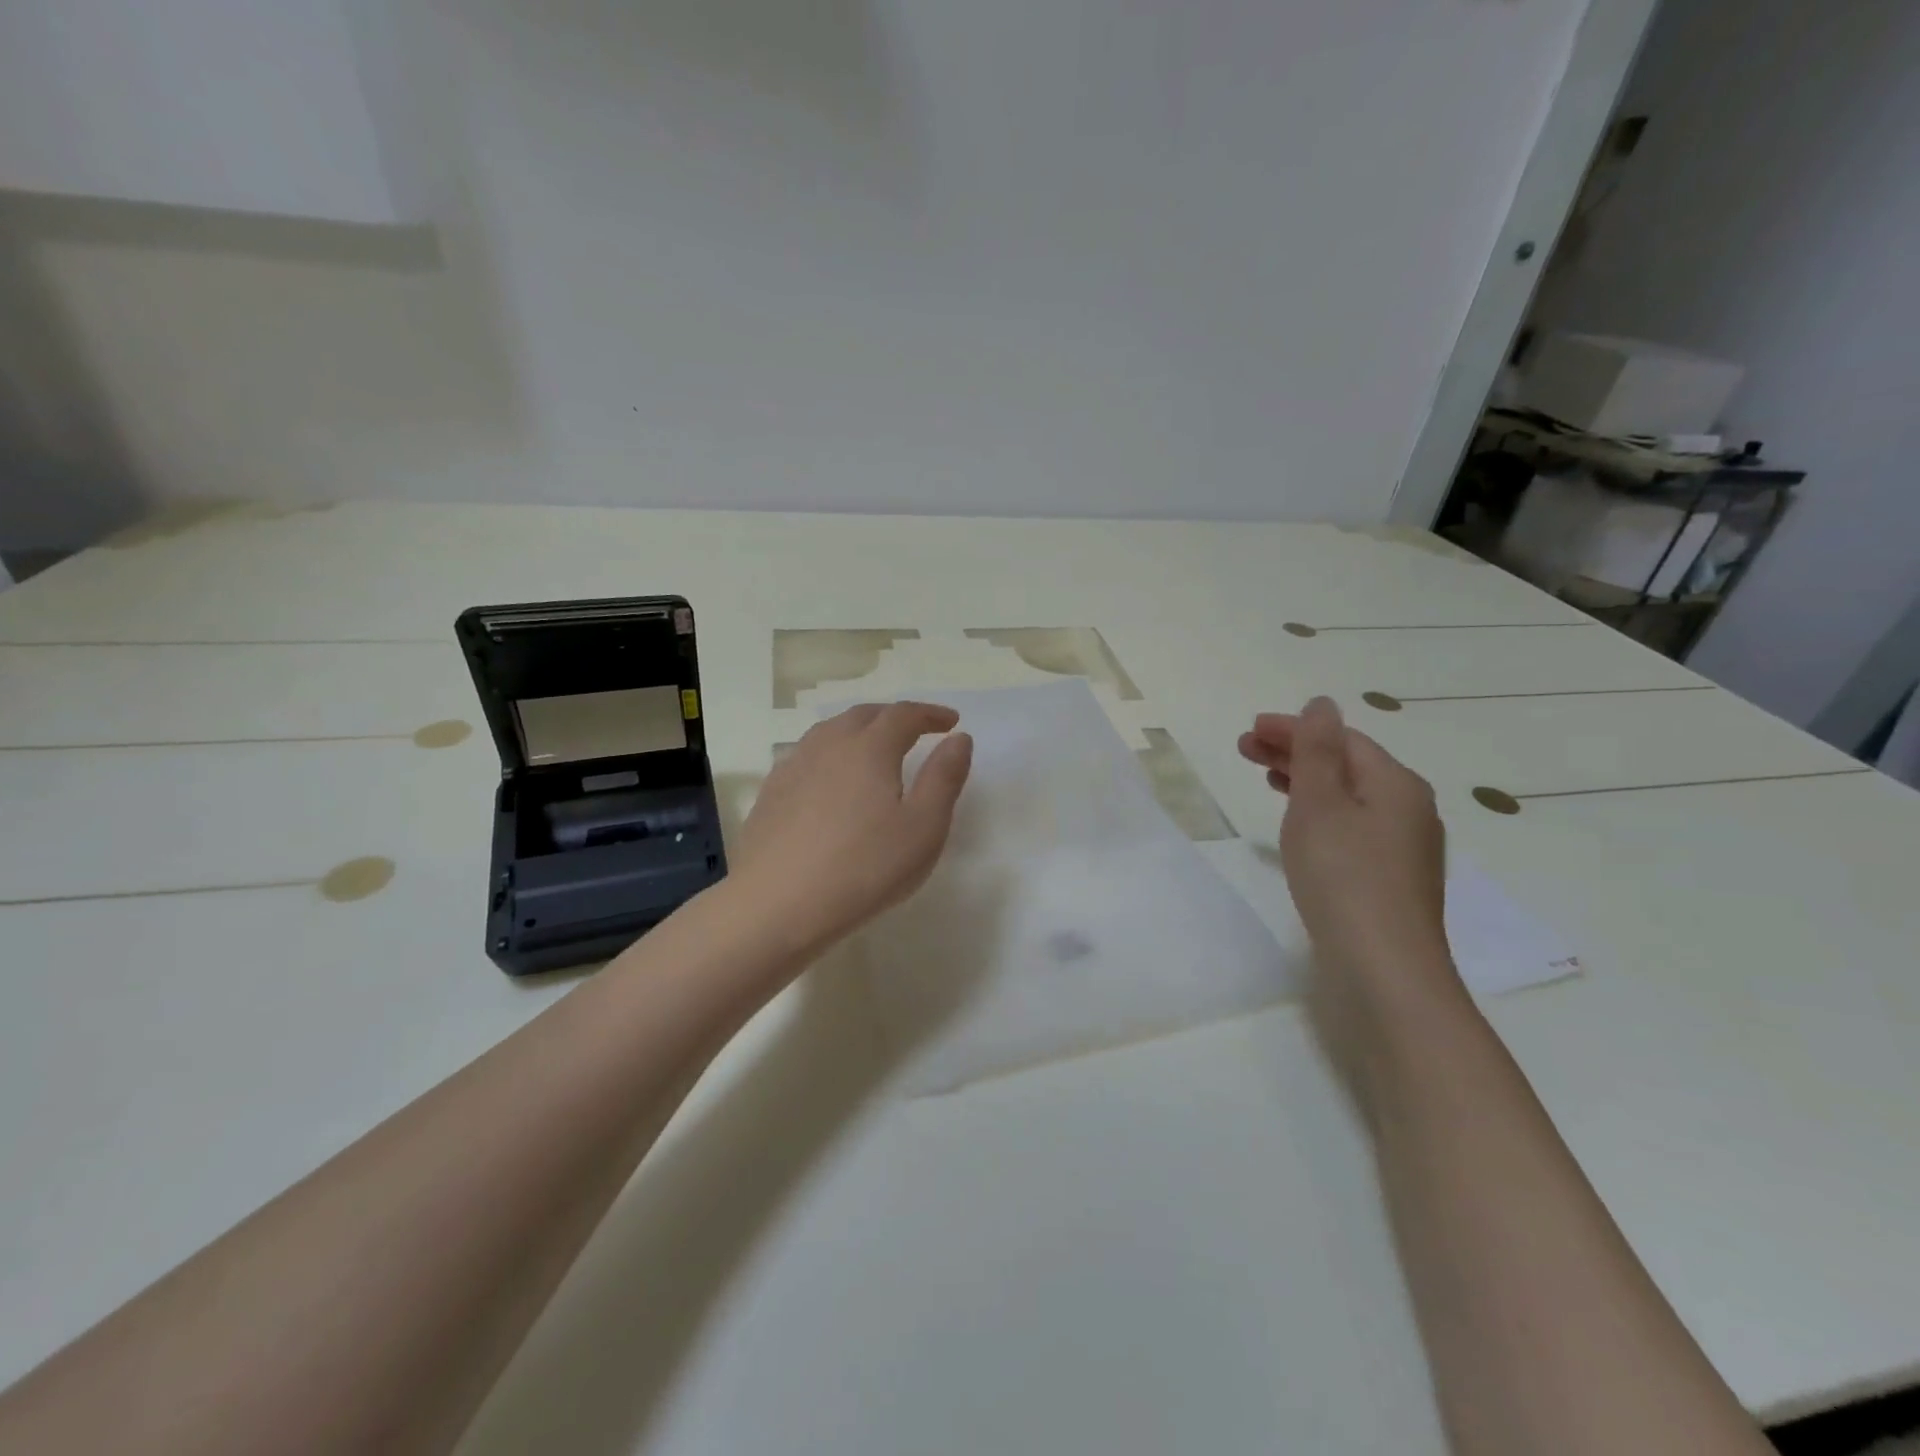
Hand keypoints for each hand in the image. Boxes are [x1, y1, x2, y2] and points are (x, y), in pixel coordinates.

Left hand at [732, 702, 973, 955]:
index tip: (951, 722)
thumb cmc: (864, 868)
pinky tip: (831, 779)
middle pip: (864, 716)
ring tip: (874, 748)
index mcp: (870, 748)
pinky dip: (830, 754)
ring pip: (830, 732)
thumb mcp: (923, 828)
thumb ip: (944, 778)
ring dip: (859, 731)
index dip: (931, 714)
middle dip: (894, 717)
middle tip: (916, 730)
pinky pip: (807, 756)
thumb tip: (959, 738)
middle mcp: (829, 745)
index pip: (904, 715)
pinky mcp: (771, 793)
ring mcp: (793, 767)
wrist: (777, 906)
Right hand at [1239, 697, 1453, 987]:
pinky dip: (1321, 813)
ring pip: (1350, 797)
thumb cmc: (1344, 876)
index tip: (1248, 731)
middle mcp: (1409, 809)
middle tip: (1245, 750)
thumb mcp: (1320, 804)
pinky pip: (1353, 826)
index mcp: (1396, 784)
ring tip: (1267, 779)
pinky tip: (1301, 828)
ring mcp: (1405, 847)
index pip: (1341, 739)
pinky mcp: (1392, 878)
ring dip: (1306, 781)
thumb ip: (1316, 751)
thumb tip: (1322, 704)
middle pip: (1348, 765)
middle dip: (1296, 752)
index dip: (1293, 729)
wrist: (1384, 969)